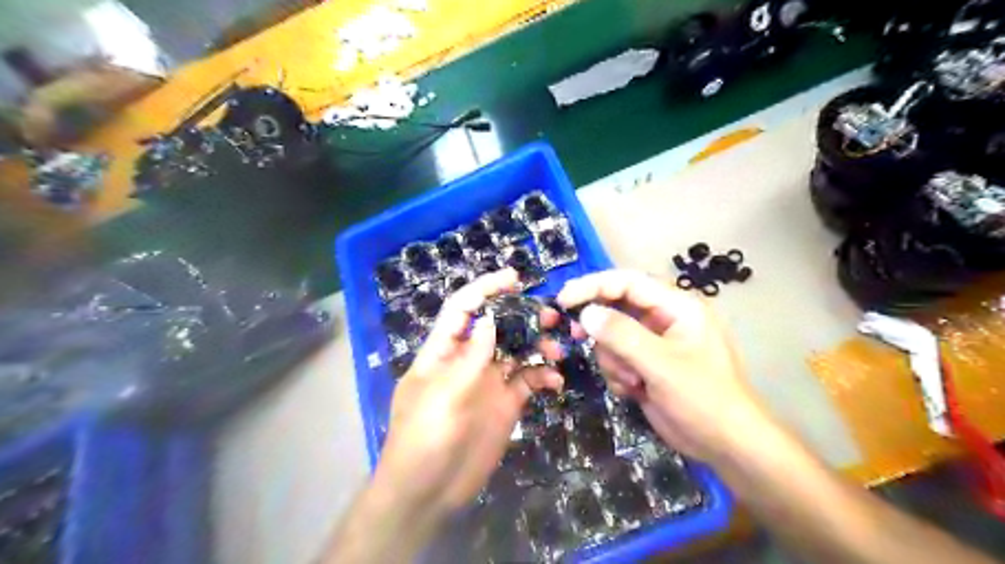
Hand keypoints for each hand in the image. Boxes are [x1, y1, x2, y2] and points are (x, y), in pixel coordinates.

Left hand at [377, 269, 562, 519]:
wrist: (429, 493)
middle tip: (550, 316)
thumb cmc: (423, 440)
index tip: (514, 279)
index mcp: (444, 352)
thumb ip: (470, 359)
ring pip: (517, 351)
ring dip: (537, 345)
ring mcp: (488, 382)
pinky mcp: (505, 404)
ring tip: (557, 349)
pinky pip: (528, 382)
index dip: (485, 289)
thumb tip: (489, 320)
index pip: (462, 309)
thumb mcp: (443, 396)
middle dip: (522, 316)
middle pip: (497, 326)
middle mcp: (468, 361)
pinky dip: (543, 377)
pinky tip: (555, 382)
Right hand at [553, 272, 770, 463]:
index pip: (628, 282)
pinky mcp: (646, 366)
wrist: (725, 445)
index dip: (593, 286)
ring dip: (613, 360)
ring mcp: (654, 344)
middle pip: (616, 308)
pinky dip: (618, 374)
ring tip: (633, 381)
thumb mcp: (661, 364)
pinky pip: (616, 358)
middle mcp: (664, 319)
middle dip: (602, 330)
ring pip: (612, 337)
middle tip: (578, 337)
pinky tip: (634, 391)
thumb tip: (585, 314)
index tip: (564, 300)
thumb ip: (621, 335)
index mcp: (677, 306)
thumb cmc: (703, 398)